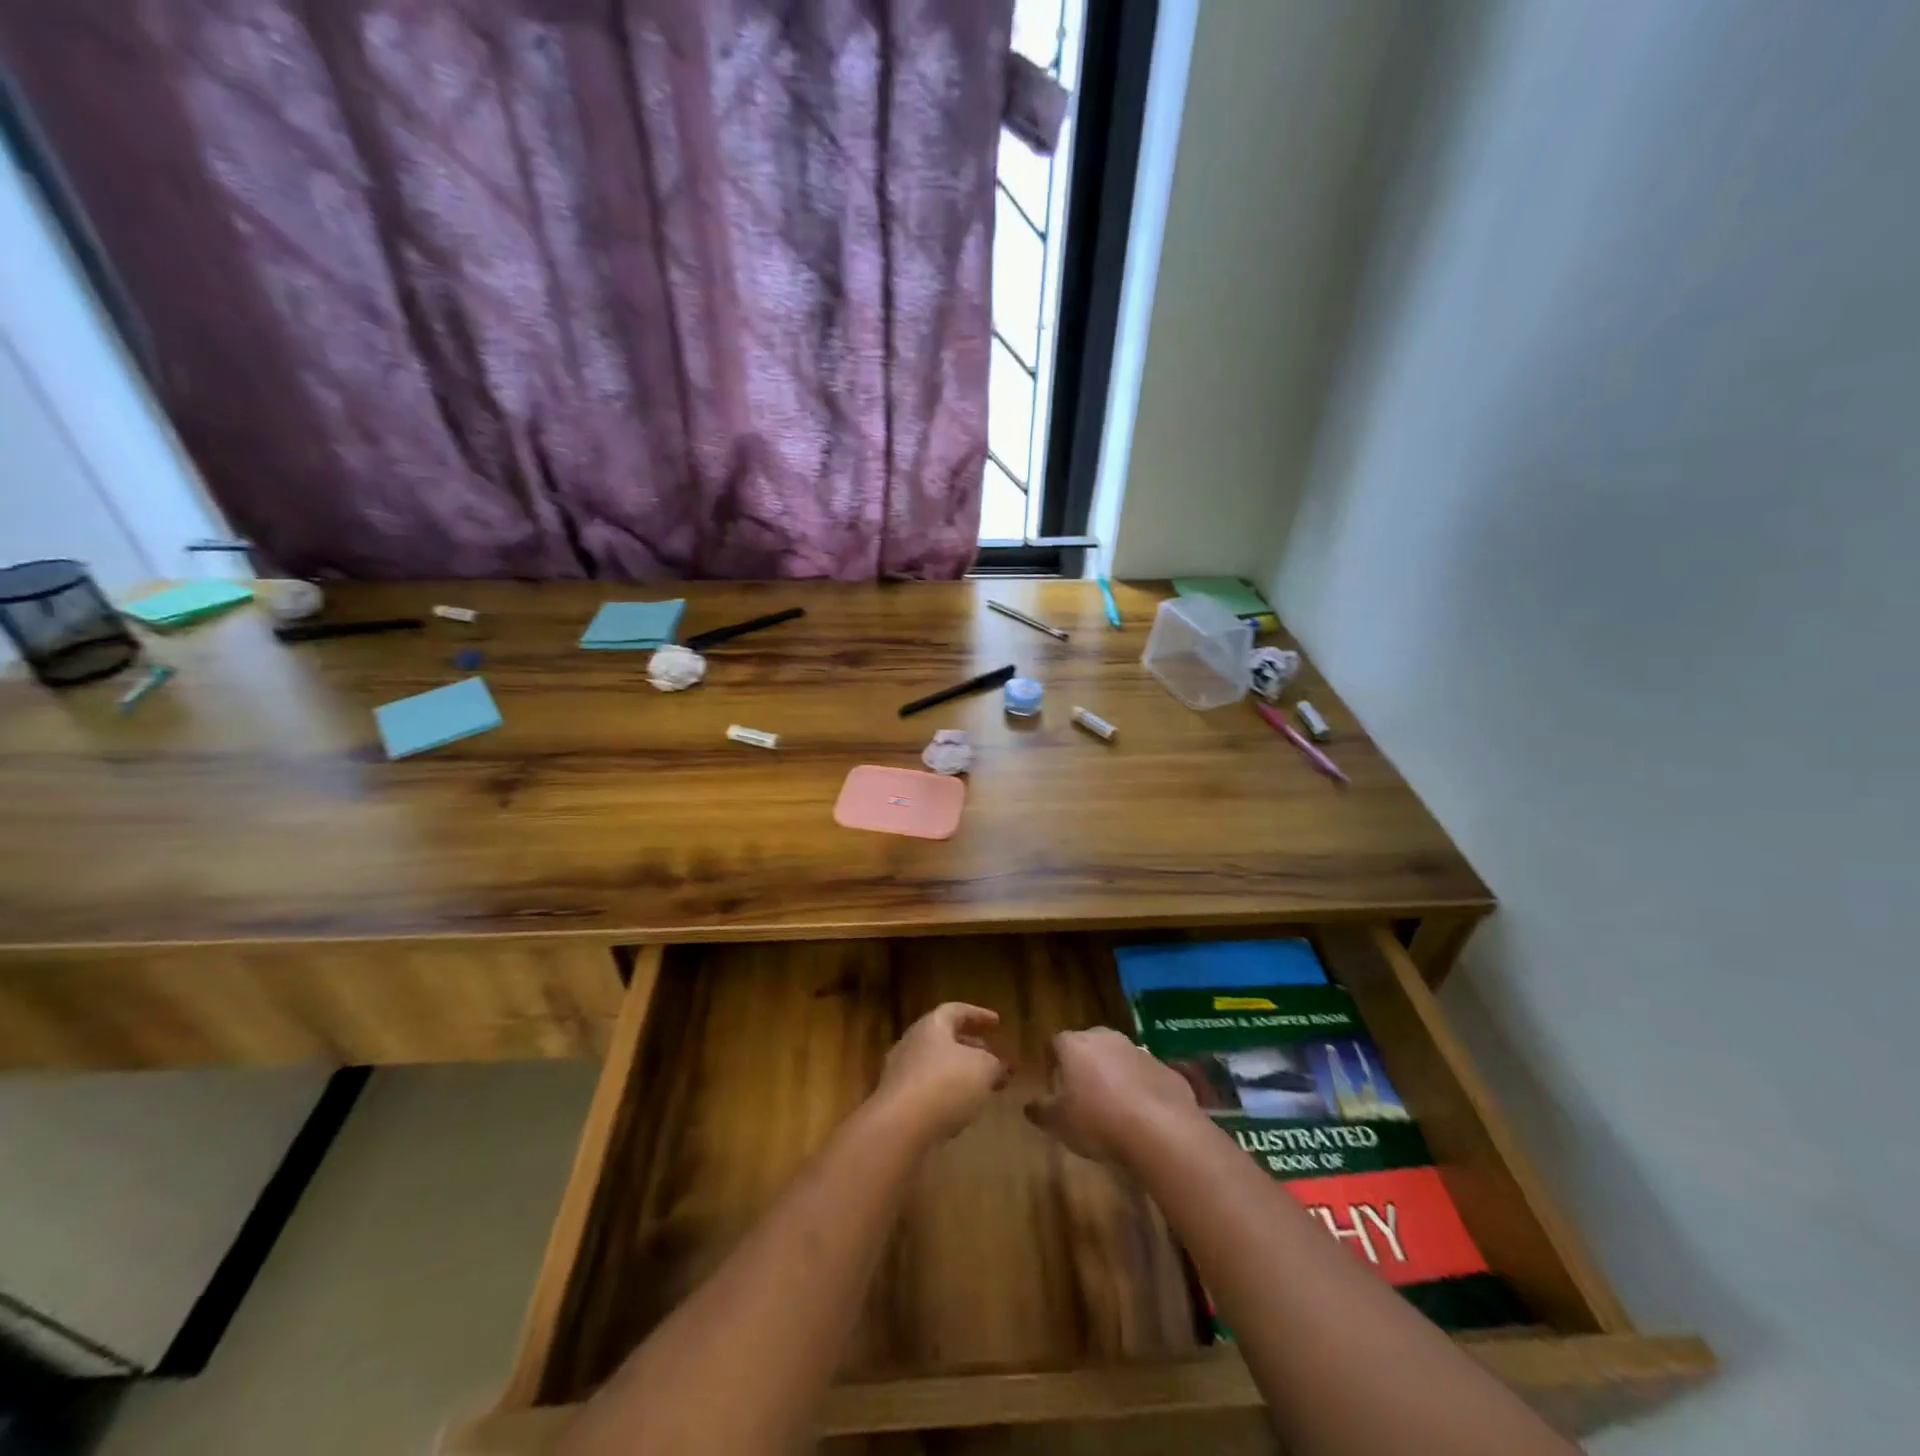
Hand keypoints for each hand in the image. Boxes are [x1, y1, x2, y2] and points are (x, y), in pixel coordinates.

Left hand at [872, 1003, 1008, 1143]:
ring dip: (958, 1073)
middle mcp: (912, 1042)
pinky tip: (960, 1111)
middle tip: (991, 1057)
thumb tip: (1001, 1067)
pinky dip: (945, 1095)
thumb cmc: (946, 1084)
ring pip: (935, 1066)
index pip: (956, 1011)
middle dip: (970, 1047)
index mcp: (932, 1025)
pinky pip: (926, 1091)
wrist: (900, 1127)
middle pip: (944, 1038)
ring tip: (980, 1086)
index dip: (978, 1015)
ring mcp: (900, 1072)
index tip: (997, 1023)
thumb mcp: (984, 1069)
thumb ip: (995, 1064)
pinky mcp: (896, 1102)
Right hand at [1025, 1027, 1199, 1167]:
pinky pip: (1145, 1075)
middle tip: (1082, 1095)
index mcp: (1075, 1045)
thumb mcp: (1058, 1123)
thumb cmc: (1097, 1121)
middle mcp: (1105, 1038)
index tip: (1053, 1083)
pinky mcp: (1165, 1068)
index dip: (1052, 1062)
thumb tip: (1030, 1106)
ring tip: (1113, 1107)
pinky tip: (1142, 1115)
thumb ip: (1041, 1110)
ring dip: (1114, 1075)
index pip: (1056, 1043)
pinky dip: (1140, 1088)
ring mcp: (1138, 1050)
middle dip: (1084, 1065)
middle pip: (1088, 1045)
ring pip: (1118, 1058)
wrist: (1160, 1130)